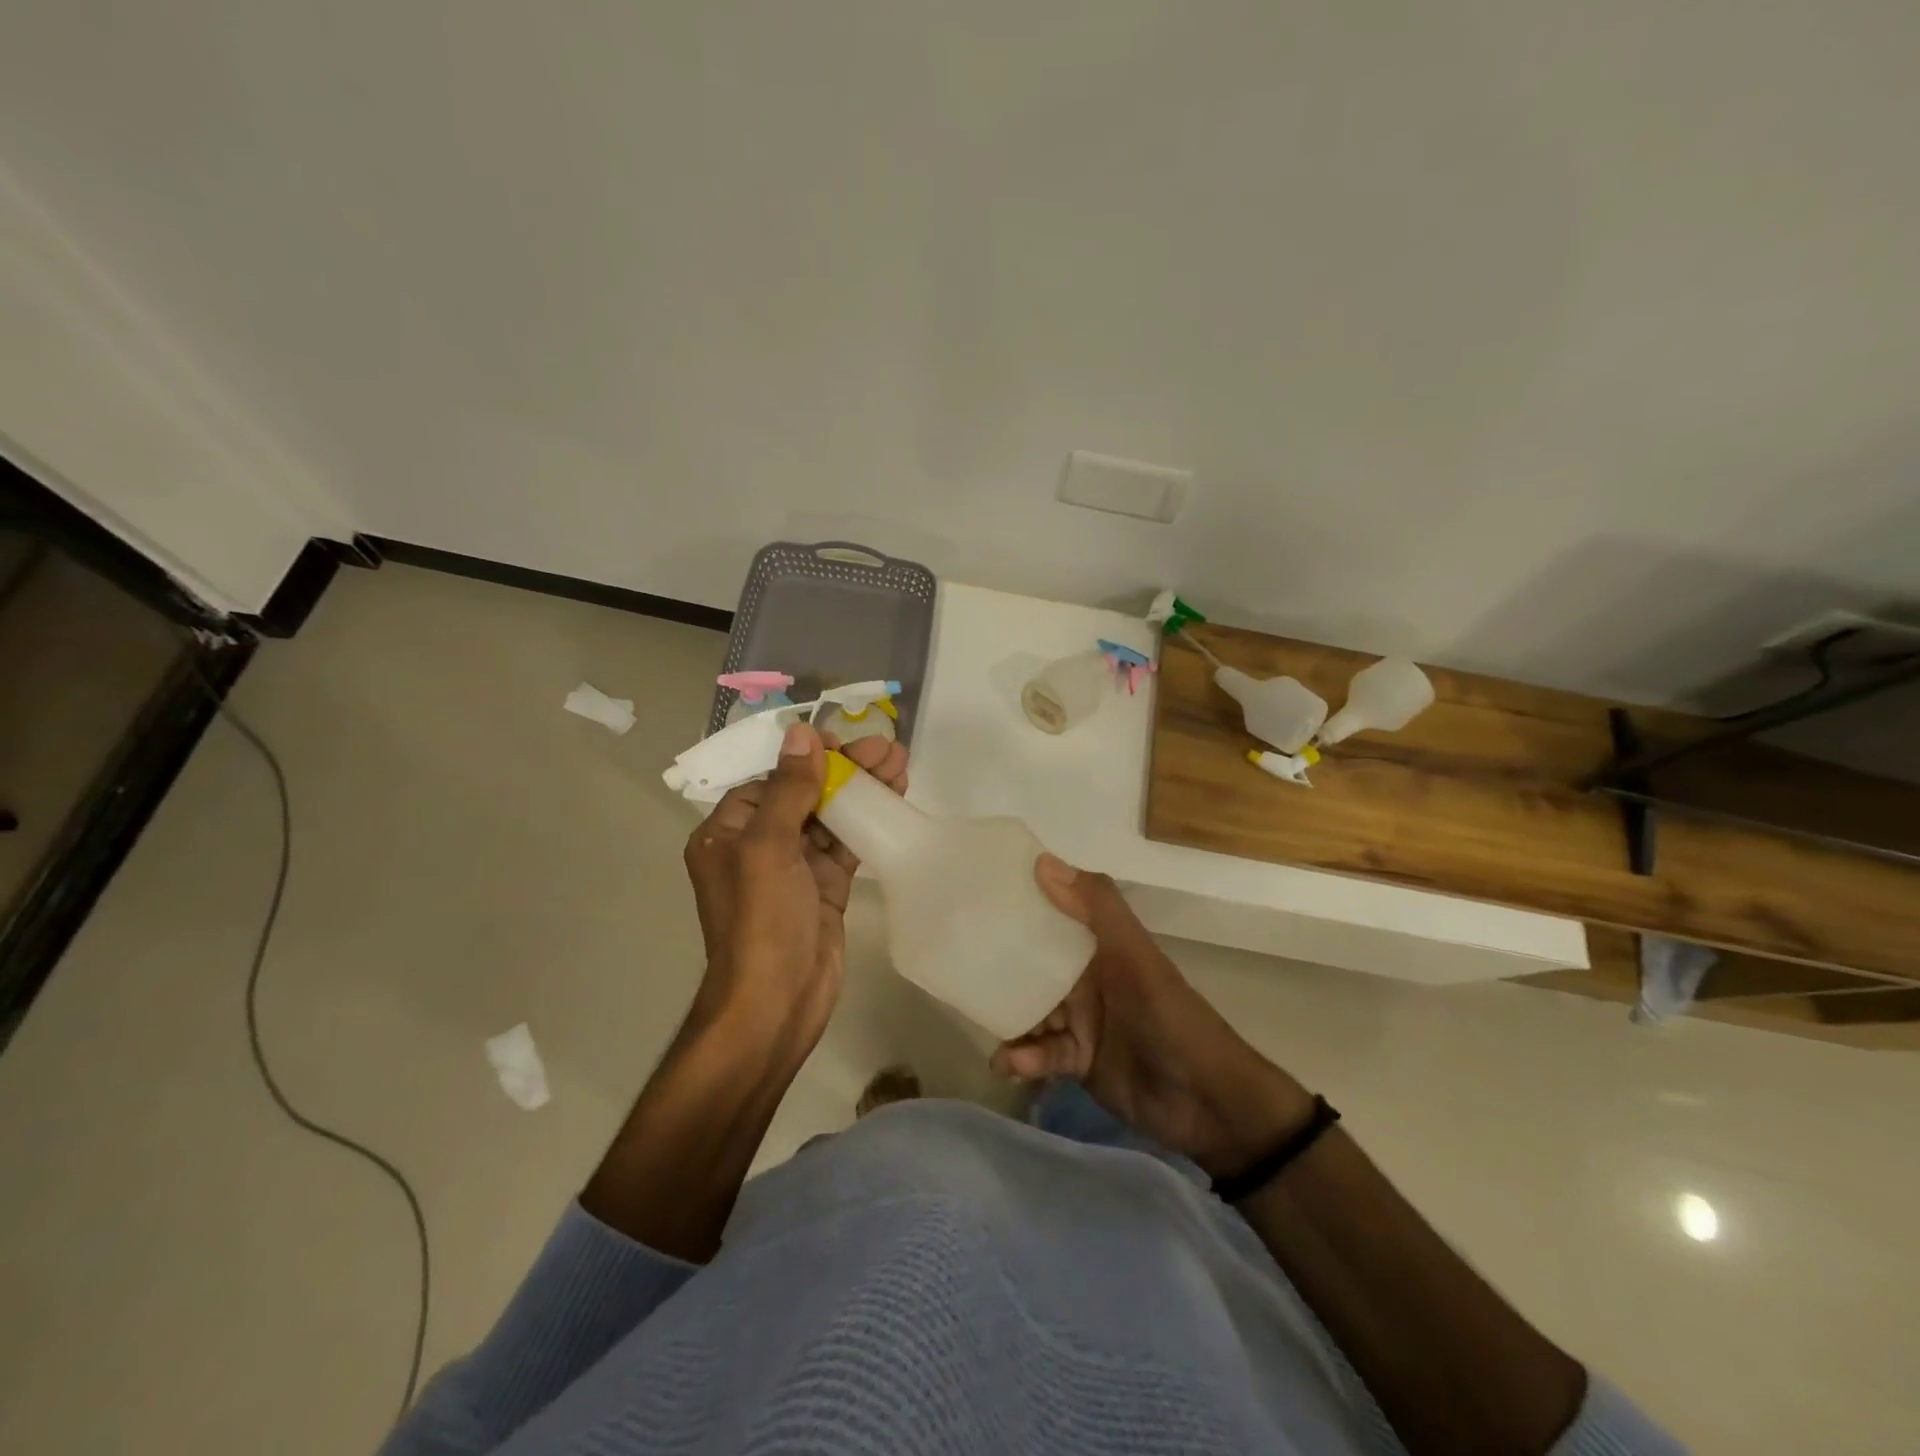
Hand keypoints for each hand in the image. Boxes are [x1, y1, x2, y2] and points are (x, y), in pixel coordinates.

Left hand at [682, 723, 908, 1052]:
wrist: (778, 1002)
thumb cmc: (762, 921)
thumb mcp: (768, 847)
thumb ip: (787, 789)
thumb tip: (801, 734)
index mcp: (727, 833)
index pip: (769, 780)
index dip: (807, 757)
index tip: (844, 740)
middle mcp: (757, 846)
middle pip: (804, 794)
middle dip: (844, 769)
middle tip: (887, 748)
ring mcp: (793, 868)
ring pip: (829, 816)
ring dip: (862, 790)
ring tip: (900, 763)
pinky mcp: (823, 887)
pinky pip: (846, 844)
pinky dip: (868, 822)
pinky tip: (894, 799)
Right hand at [992, 857, 1314, 1177]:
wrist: (1207, 1102)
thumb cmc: (1170, 1018)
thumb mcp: (1135, 957)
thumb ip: (1095, 908)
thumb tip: (1041, 861)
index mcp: (1101, 947)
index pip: (1053, 916)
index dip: (1020, 905)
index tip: (976, 898)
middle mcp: (1087, 979)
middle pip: (1033, 965)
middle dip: (1000, 966)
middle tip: (958, 966)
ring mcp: (1081, 1021)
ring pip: (1031, 1010)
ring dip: (1009, 1017)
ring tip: (982, 1022)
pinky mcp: (1077, 1061)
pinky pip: (1041, 1053)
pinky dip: (1023, 1057)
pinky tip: (1008, 1063)